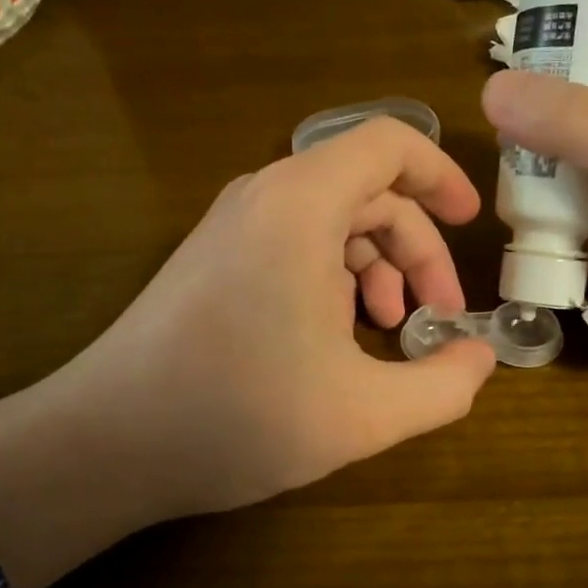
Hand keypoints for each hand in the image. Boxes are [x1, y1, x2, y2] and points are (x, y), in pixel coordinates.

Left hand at [0, 118, 496, 587]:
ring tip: (388, 333)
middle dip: (416, 250)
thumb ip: (443, 386)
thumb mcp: (364, 414)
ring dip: (375, 269)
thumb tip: (481, 359)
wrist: (106, 443)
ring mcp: (231, 228)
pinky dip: (333, 279)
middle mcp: (263, 198)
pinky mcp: (211, 261)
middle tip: (438, 317)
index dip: (442, 176)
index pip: (389, 144)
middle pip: (367, 191)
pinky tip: (337, 341)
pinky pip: (293, 245)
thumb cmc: (238, 416)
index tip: (473, 224)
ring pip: (330, 222)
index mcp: (301, 205)